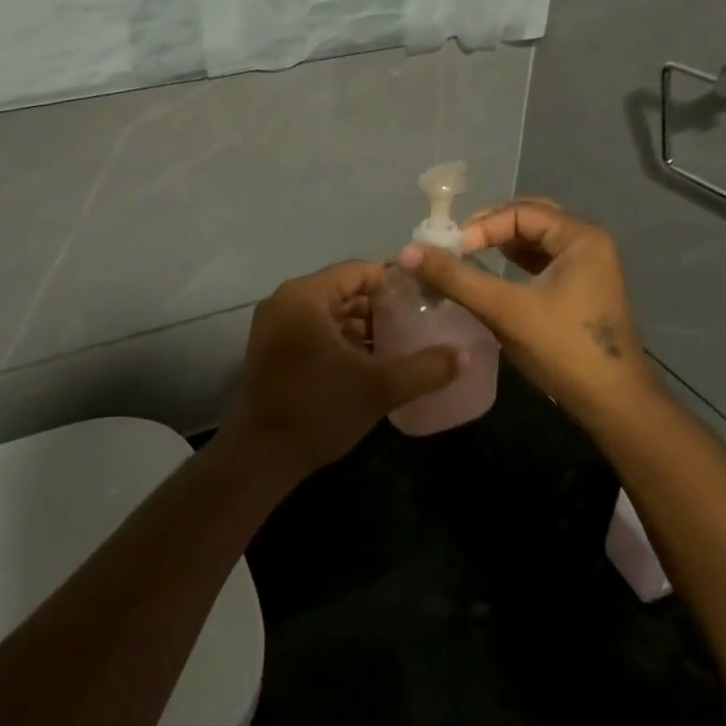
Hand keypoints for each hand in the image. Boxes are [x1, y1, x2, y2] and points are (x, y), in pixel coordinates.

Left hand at [218, 260, 462, 481]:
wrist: (260, 455)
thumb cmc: (318, 408)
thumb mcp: (379, 387)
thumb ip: (425, 368)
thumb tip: (465, 356)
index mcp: (306, 296)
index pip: (359, 271)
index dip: (395, 281)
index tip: (426, 296)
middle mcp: (285, 301)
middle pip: (344, 291)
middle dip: (381, 306)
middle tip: (419, 320)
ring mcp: (275, 327)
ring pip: (329, 314)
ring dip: (362, 326)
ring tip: (402, 341)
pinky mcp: (273, 351)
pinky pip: (315, 332)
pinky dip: (342, 340)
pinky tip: (371, 362)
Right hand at [398, 200, 663, 423]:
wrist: (613, 404)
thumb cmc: (563, 349)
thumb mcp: (504, 309)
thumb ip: (455, 277)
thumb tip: (407, 250)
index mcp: (581, 237)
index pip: (520, 212)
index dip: (481, 226)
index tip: (450, 249)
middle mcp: (589, 244)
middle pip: (530, 219)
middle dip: (490, 228)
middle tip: (457, 244)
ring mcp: (588, 268)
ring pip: (536, 241)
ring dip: (501, 245)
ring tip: (467, 257)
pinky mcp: (582, 291)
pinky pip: (542, 263)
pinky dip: (514, 263)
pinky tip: (491, 276)